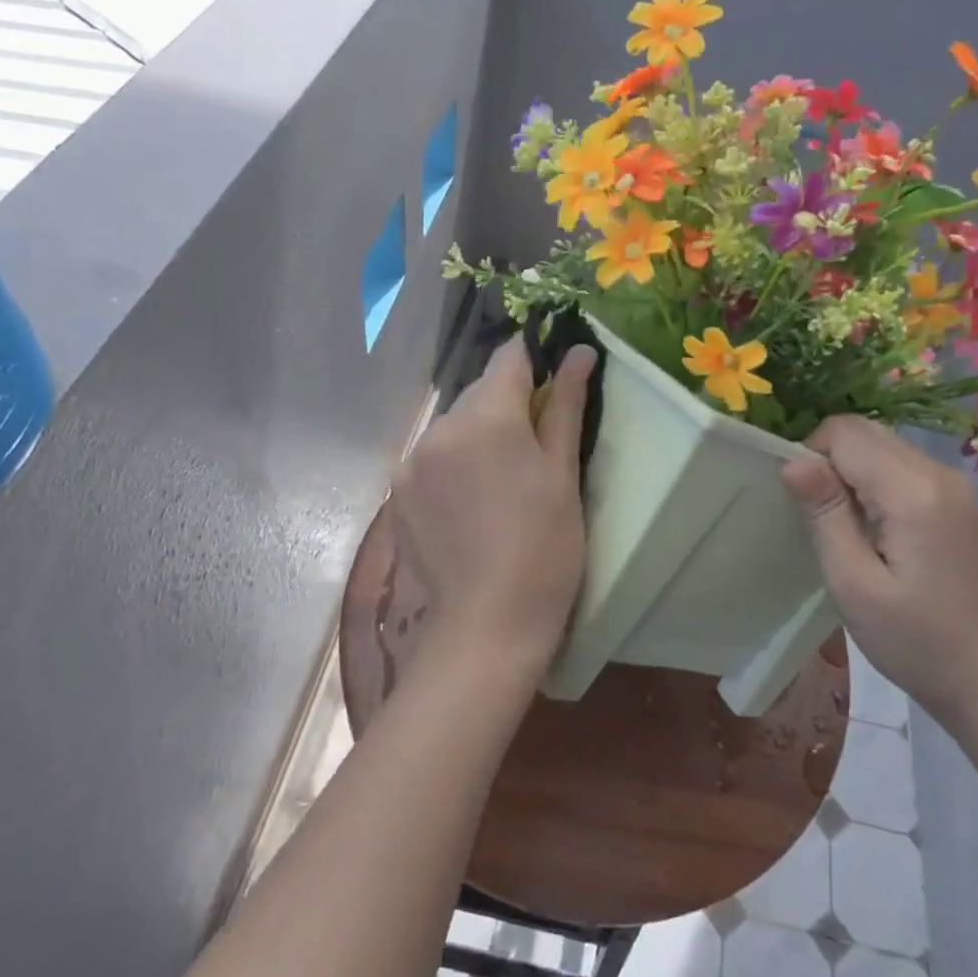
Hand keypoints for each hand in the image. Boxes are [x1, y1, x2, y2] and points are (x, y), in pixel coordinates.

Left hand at [390, 338, 594, 680]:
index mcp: (488, 417)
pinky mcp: (397, 491)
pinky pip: (431, 456)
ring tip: (501, 480)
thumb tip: (580, 351)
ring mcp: (413, 460)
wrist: (487, 625)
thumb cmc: (545, 548)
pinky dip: (452, 462)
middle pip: (479, 391)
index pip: (509, 357)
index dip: (533, 359)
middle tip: (535, 445)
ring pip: (453, 424)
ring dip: (478, 433)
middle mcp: (441, 427)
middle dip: (506, 403)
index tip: (552, 377)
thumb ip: (567, 406)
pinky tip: (471, 502)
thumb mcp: (564, 474)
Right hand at [781, 415, 977, 725]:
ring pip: (879, 444)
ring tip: (845, 526)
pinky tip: (871, 528)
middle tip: (821, 517)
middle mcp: (938, 473)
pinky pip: (897, 465)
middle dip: (828, 460)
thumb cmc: (913, 640)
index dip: (811, 456)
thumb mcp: (853, 583)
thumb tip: (791, 459)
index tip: (804, 506)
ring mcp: (951, 485)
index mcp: (913, 491)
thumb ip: (823, 513)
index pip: (844, 433)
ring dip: (849, 471)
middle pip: (863, 431)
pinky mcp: (954, 499)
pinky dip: (870, 481)